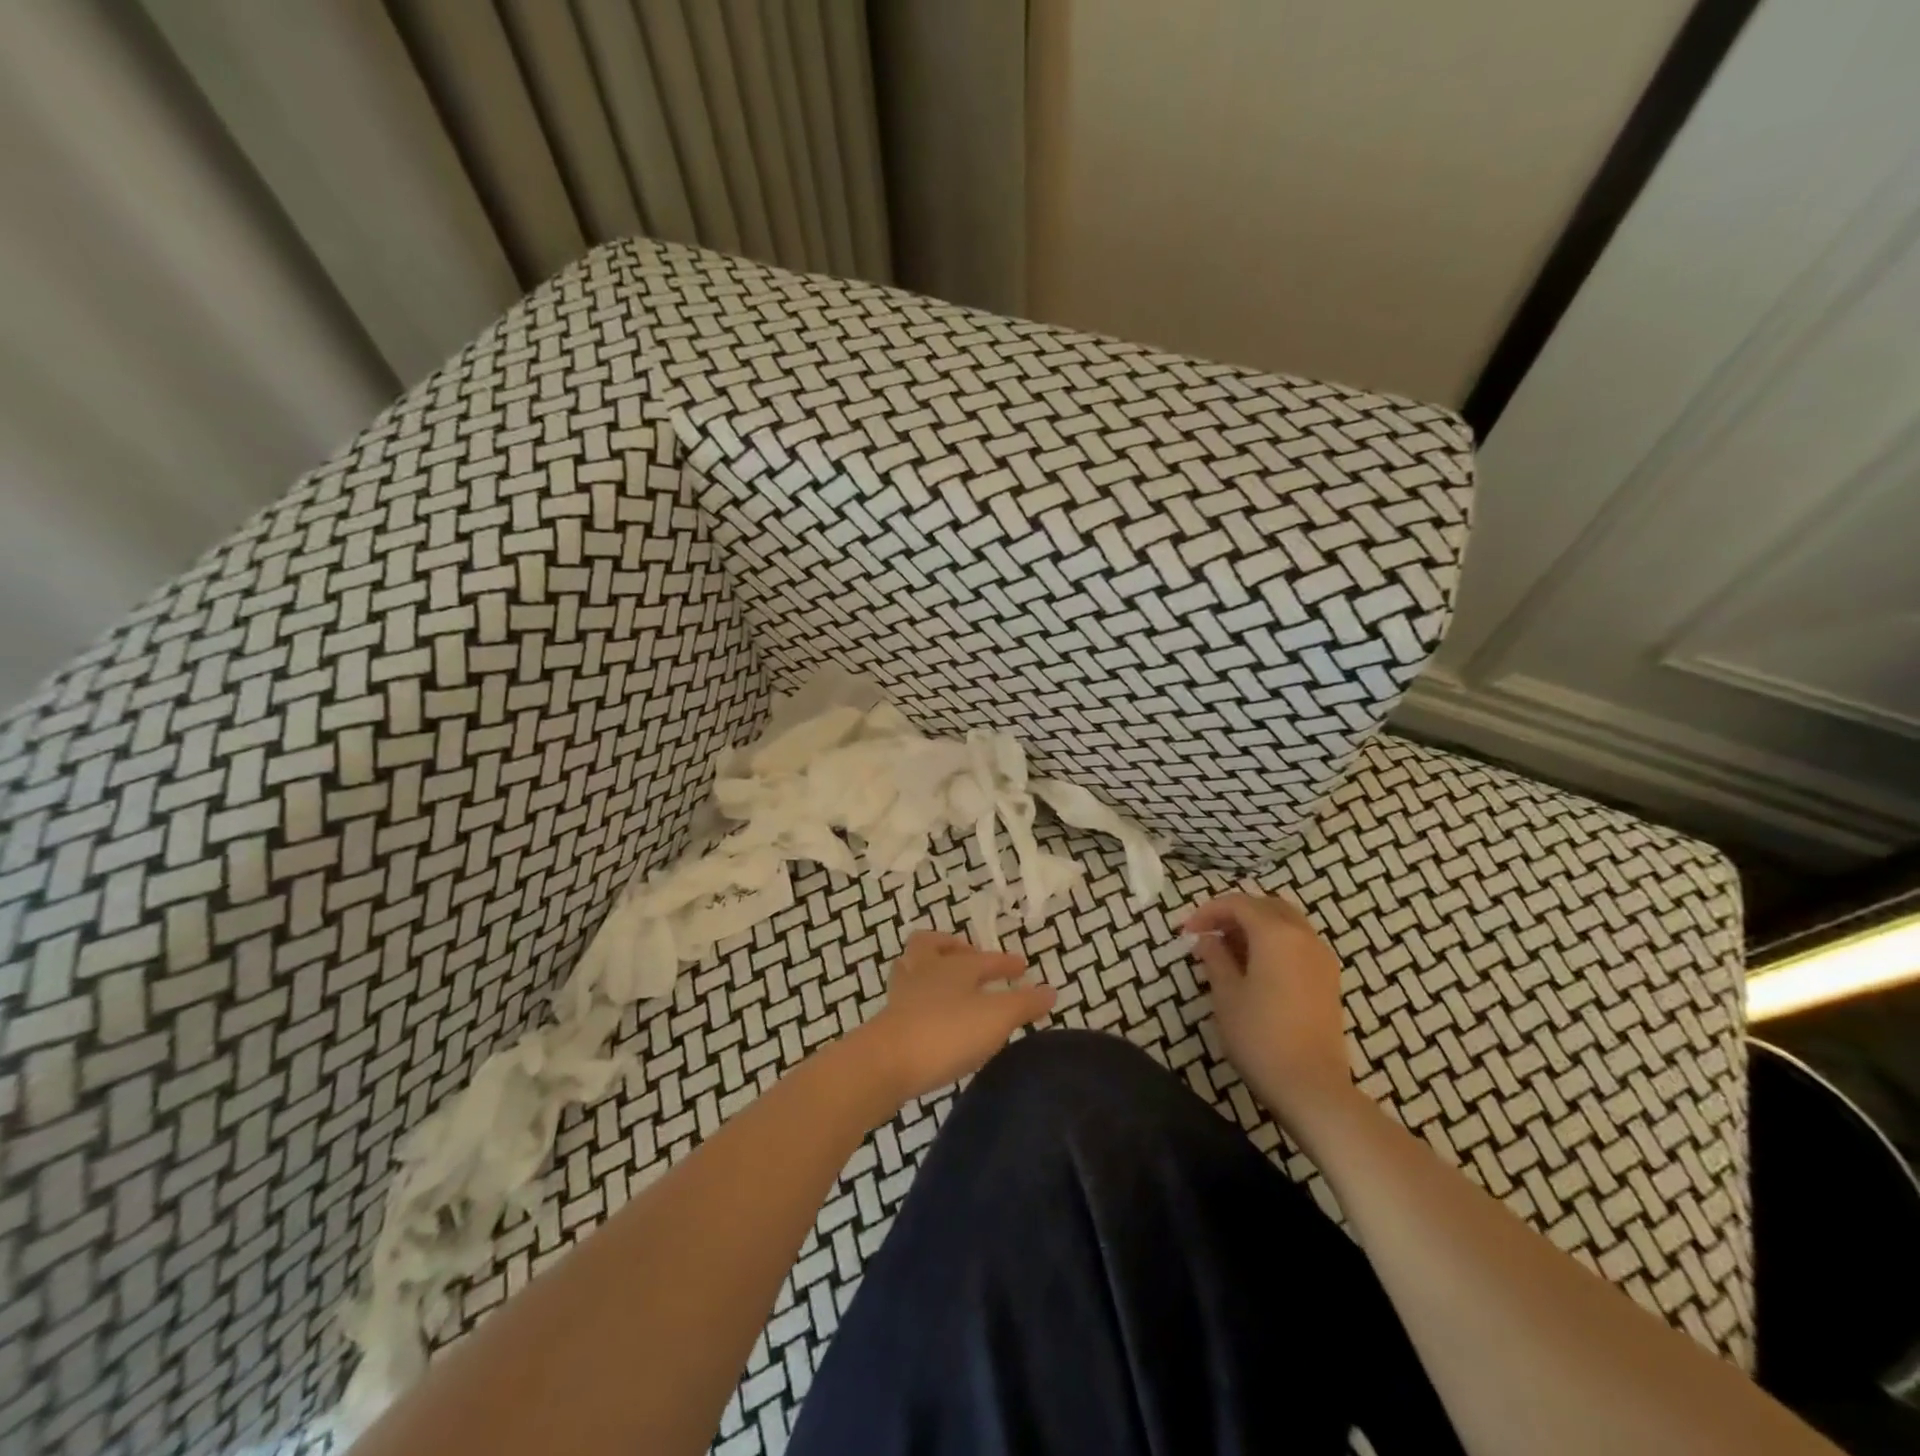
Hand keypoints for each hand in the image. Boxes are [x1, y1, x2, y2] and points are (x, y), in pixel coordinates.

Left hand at [851, 931, 1055, 1106]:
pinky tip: (930, 1017)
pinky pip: (904, 998)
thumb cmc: (946, 1032)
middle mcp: (926, 972)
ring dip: (930, 970)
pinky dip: (919, 999)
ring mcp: (902, 995)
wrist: (885, 1063)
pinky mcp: (888, 1021)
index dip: (1005, 962)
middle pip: (930, 945)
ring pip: (912, 968)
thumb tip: (1050, 990)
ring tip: (946, 984)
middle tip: (969, 957)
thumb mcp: (996, 1018)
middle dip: (951, 947)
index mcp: (954, 966)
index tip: (1021, 967)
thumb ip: (1024, 1004)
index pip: (985, 959)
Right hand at [1184, 892, 1354, 1129]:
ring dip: (1256, 927)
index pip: (1238, 904)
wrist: (1312, 1086)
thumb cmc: (1260, 1036)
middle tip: (1209, 935)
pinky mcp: (1328, 979)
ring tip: (1228, 951)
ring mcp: (1321, 957)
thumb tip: (1208, 940)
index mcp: (1276, 934)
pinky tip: (1255, 968)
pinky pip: (1298, 943)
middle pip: (1266, 906)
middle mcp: (1304, 936)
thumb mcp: (1226, 994)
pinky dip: (1274, 942)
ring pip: (1286, 923)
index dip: (1208, 912)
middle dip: (1235, 913)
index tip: (1186, 932)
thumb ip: (1215, 958)